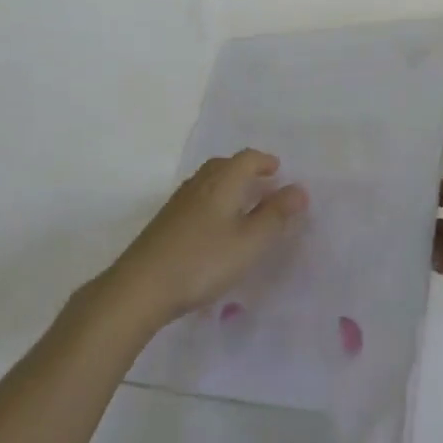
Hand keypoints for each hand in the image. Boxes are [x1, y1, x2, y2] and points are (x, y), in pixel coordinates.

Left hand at [101, 150, 308, 329]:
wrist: (142, 284)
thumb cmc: (203, 260)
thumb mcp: (249, 243)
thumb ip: (275, 216)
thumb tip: (299, 189)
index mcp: (223, 180)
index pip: (247, 158)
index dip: (265, 162)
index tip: (278, 171)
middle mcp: (201, 181)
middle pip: (226, 164)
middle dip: (247, 170)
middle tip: (264, 186)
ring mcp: (180, 199)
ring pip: (210, 180)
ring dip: (229, 185)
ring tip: (243, 205)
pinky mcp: (167, 219)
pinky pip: (198, 196)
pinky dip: (214, 200)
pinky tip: (215, 226)